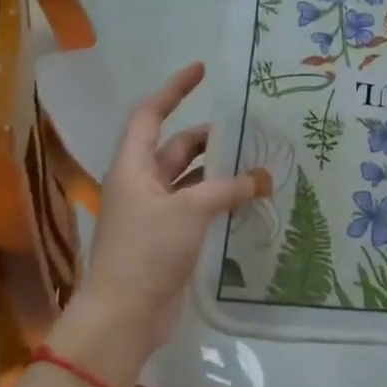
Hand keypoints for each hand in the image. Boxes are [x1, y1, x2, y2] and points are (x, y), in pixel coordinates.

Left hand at [54, 62, 269, 385]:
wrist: (124, 315)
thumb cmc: (147, 251)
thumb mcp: (190, 211)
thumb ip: (228, 189)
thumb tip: (263, 179)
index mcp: (133, 166)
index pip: (151, 114)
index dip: (174, 89)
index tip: (202, 70)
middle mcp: (141, 183)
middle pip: (176, 147)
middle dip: (210, 137)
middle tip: (249, 130)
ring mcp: (154, 213)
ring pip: (190, 179)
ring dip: (219, 172)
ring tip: (258, 164)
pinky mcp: (167, 238)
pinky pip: (197, 206)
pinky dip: (220, 200)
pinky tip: (248, 201)